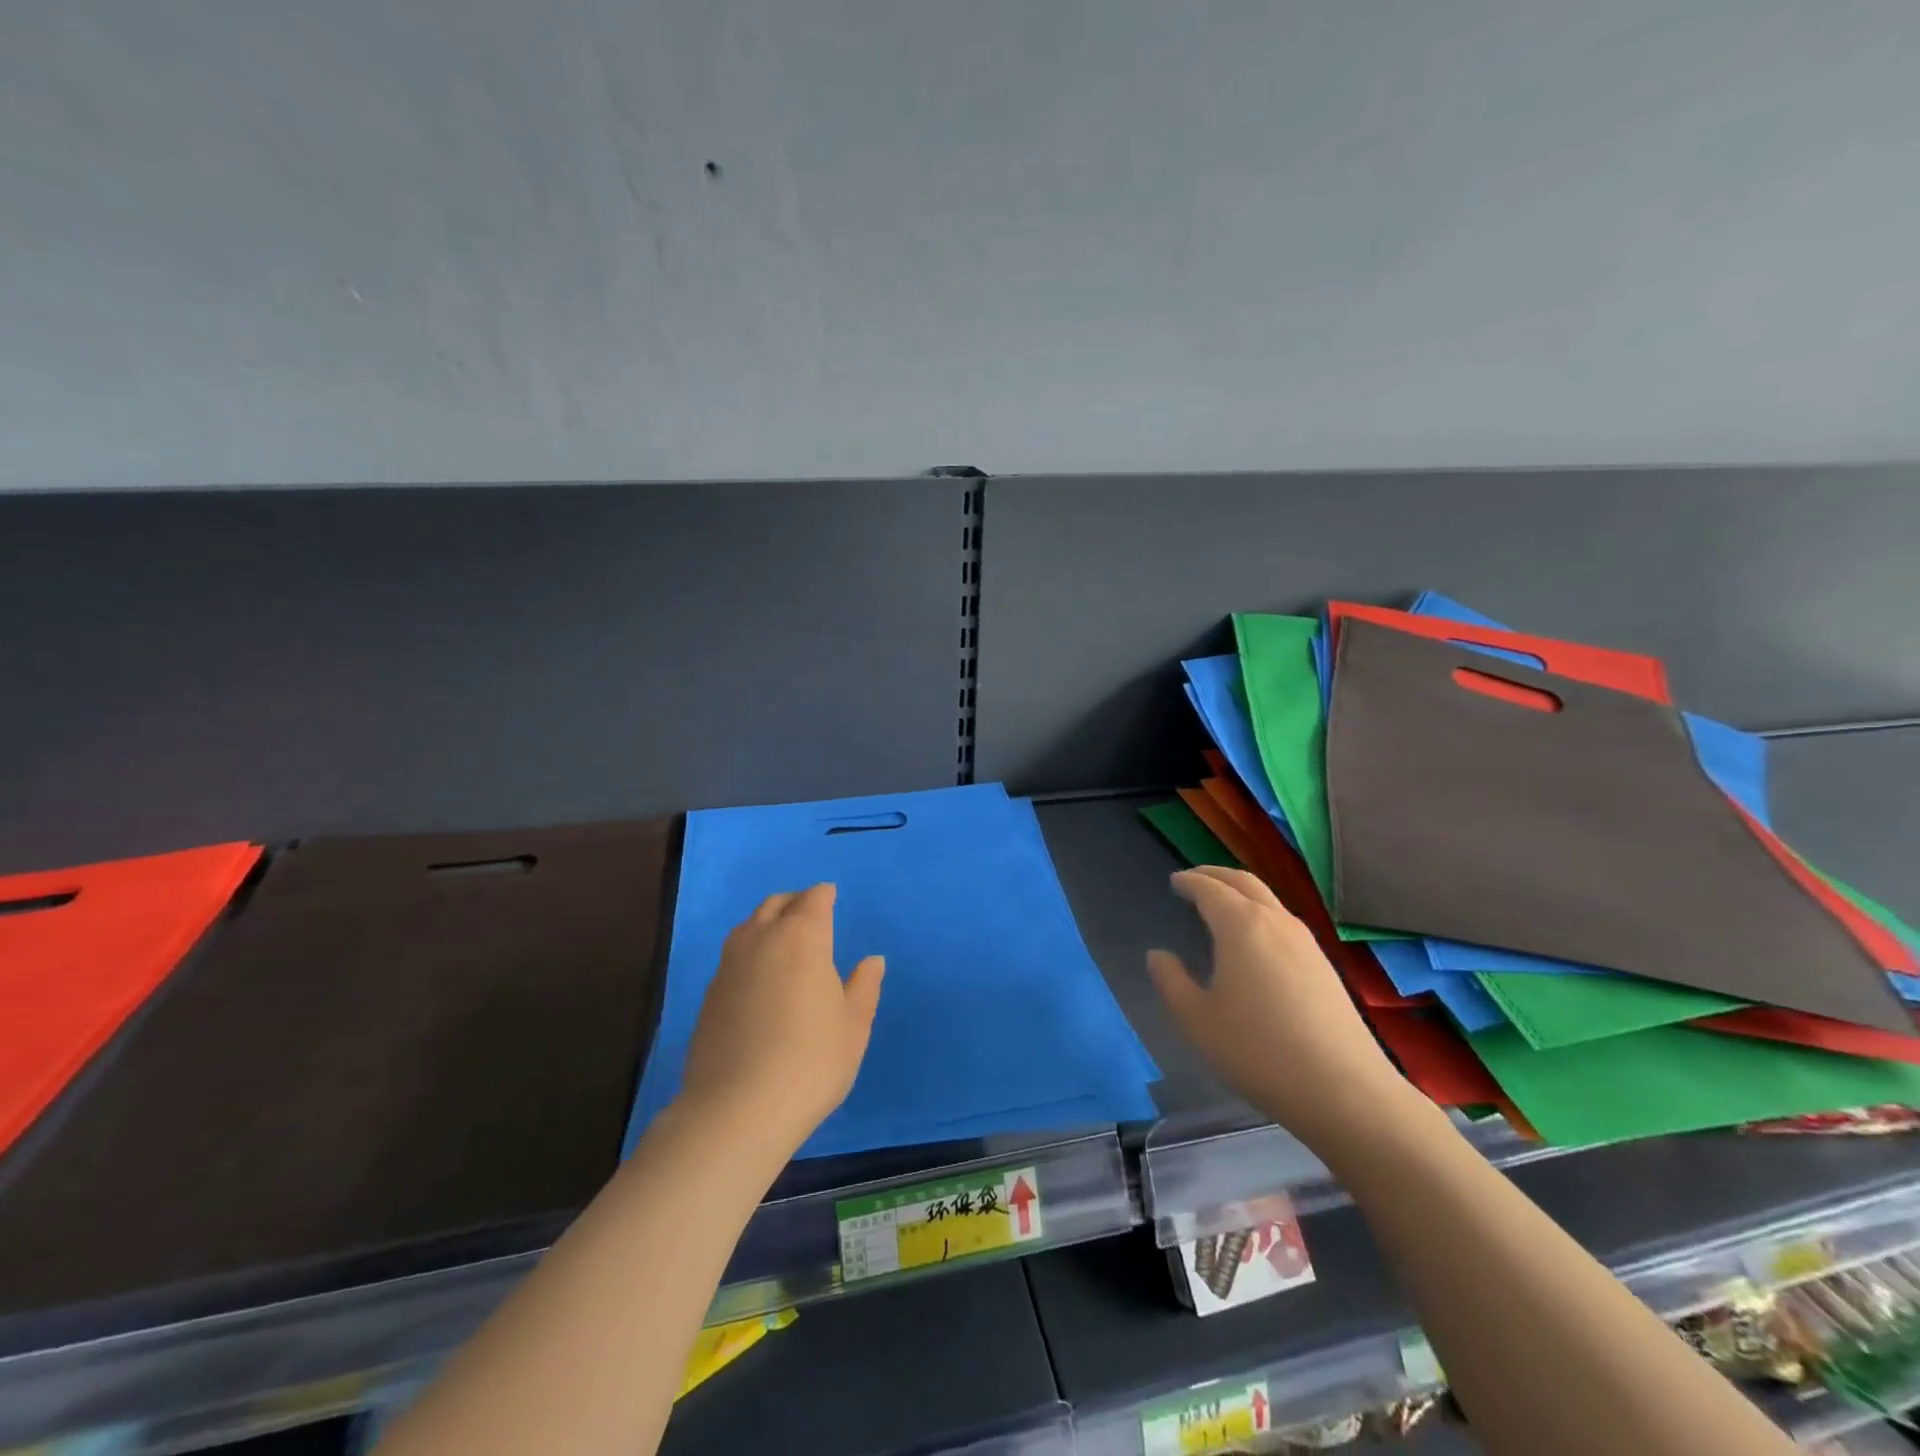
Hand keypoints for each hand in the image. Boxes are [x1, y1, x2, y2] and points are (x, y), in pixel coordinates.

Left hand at [678, 883, 884, 1155]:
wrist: (737, 1110)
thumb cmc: (810, 1062)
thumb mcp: (853, 1027)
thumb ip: (864, 987)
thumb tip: (872, 960)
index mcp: (803, 938)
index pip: (813, 900)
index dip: (824, 896)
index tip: (831, 897)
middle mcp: (762, 939)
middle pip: (777, 904)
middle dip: (795, 902)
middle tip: (810, 913)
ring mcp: (730, 965)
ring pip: (749, 925)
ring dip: (768, 922)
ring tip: (782, 940)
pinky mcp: (709, 994)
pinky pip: (733, 955)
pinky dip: (750, 951)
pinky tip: (759, 976)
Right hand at [1147, 866, 1425, 1152]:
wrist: (1344, 1091)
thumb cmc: (1257, 1050)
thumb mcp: (1196, 1020)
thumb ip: (1171, 981)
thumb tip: (1158, 955)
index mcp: (1241, 925)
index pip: (1209, 888)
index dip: (1189, 882)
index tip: (1174, 881)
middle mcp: (1275, 921)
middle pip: (1244, 882)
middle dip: (1215, 875)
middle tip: (1194, 880)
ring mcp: (1306, 942)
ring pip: (1268, 900)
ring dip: (1241, 893)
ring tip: (1220, 906)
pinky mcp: (1324, 965)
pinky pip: (1283, 922)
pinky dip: (1260, 914)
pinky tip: (1254, 941)